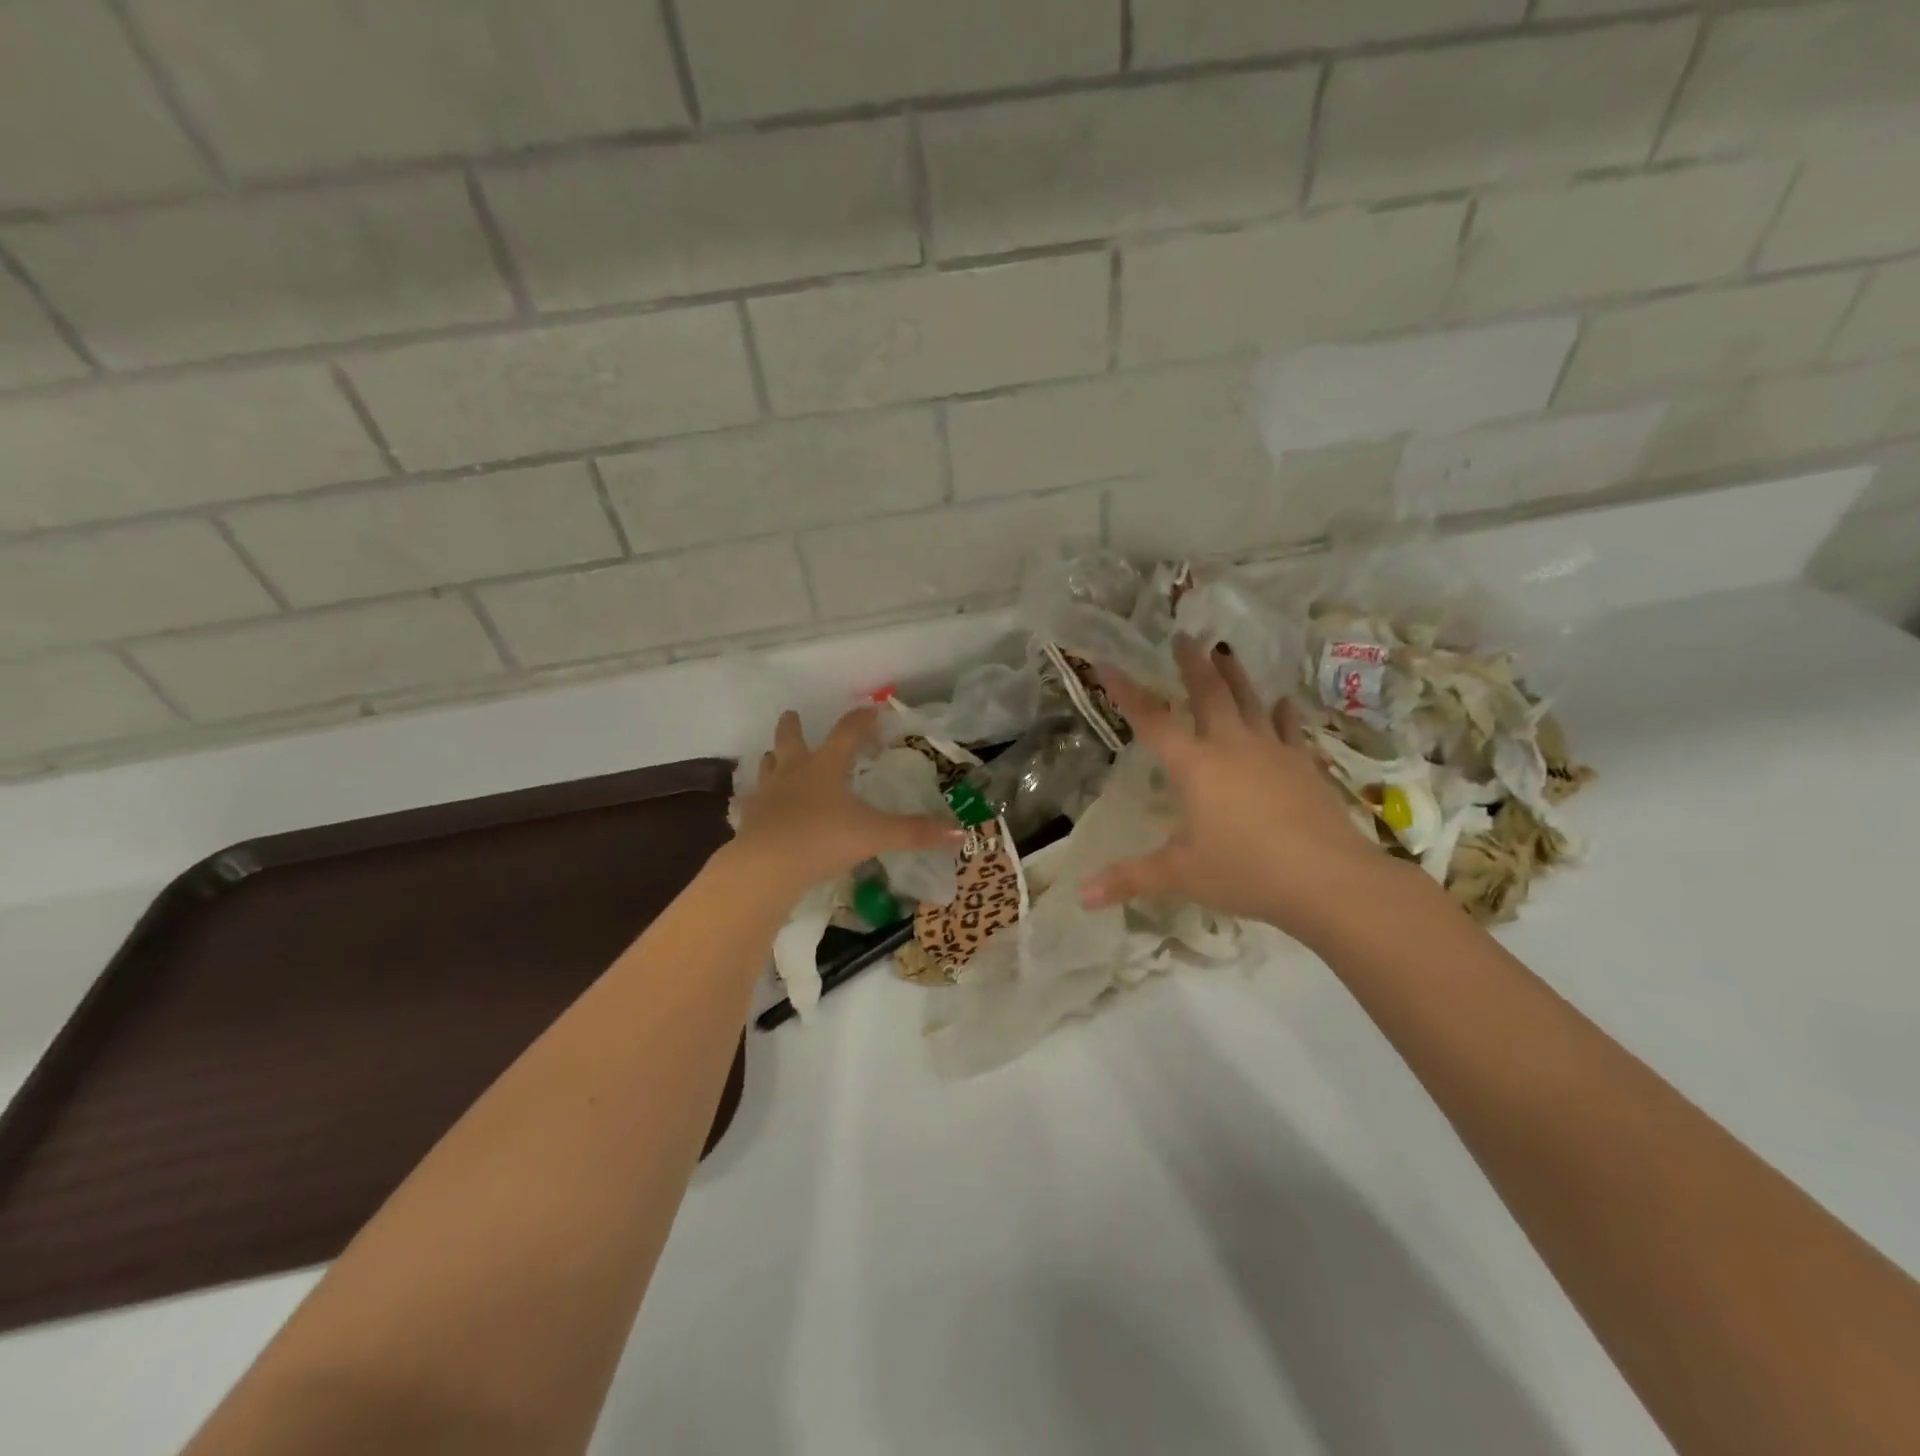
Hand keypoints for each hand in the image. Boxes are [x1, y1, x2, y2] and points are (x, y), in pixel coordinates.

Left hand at [731, 707, 962, 892]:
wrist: (766, 866)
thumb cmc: (823, 839)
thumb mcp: (875, 835)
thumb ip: (914, 832)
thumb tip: (959, 831)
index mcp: (826, 767)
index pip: (846, 733)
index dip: (860, 720)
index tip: (870, 710)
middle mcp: (793, 772)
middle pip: (790, 739)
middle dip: (793, 726)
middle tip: (792, 715)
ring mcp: (767, 795)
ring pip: (768, 767)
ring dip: (773, 759)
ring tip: (774, 757)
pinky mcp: (749, 819)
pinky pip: (751, 803)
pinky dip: (755, 801)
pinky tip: (754, 807)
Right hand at [1080, 636, 1419, 944]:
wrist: (1329, 880)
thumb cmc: (1245, 872)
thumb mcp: (1180, 876)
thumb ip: (1130, 879)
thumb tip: (1082, 897)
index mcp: (1195, 767)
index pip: (1152, 720)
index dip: (1128, 692)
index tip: (1109, 662)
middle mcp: (1232, 747)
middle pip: (1209, 694)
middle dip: (1192, 665)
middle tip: (1184, 637)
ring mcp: (1273, 753)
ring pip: (1250, 702)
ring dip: (1235, 676)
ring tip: (1226, 652)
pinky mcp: (1304, 766)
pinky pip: (1288, 729)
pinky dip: (1281, 713)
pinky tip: (1282, 702)